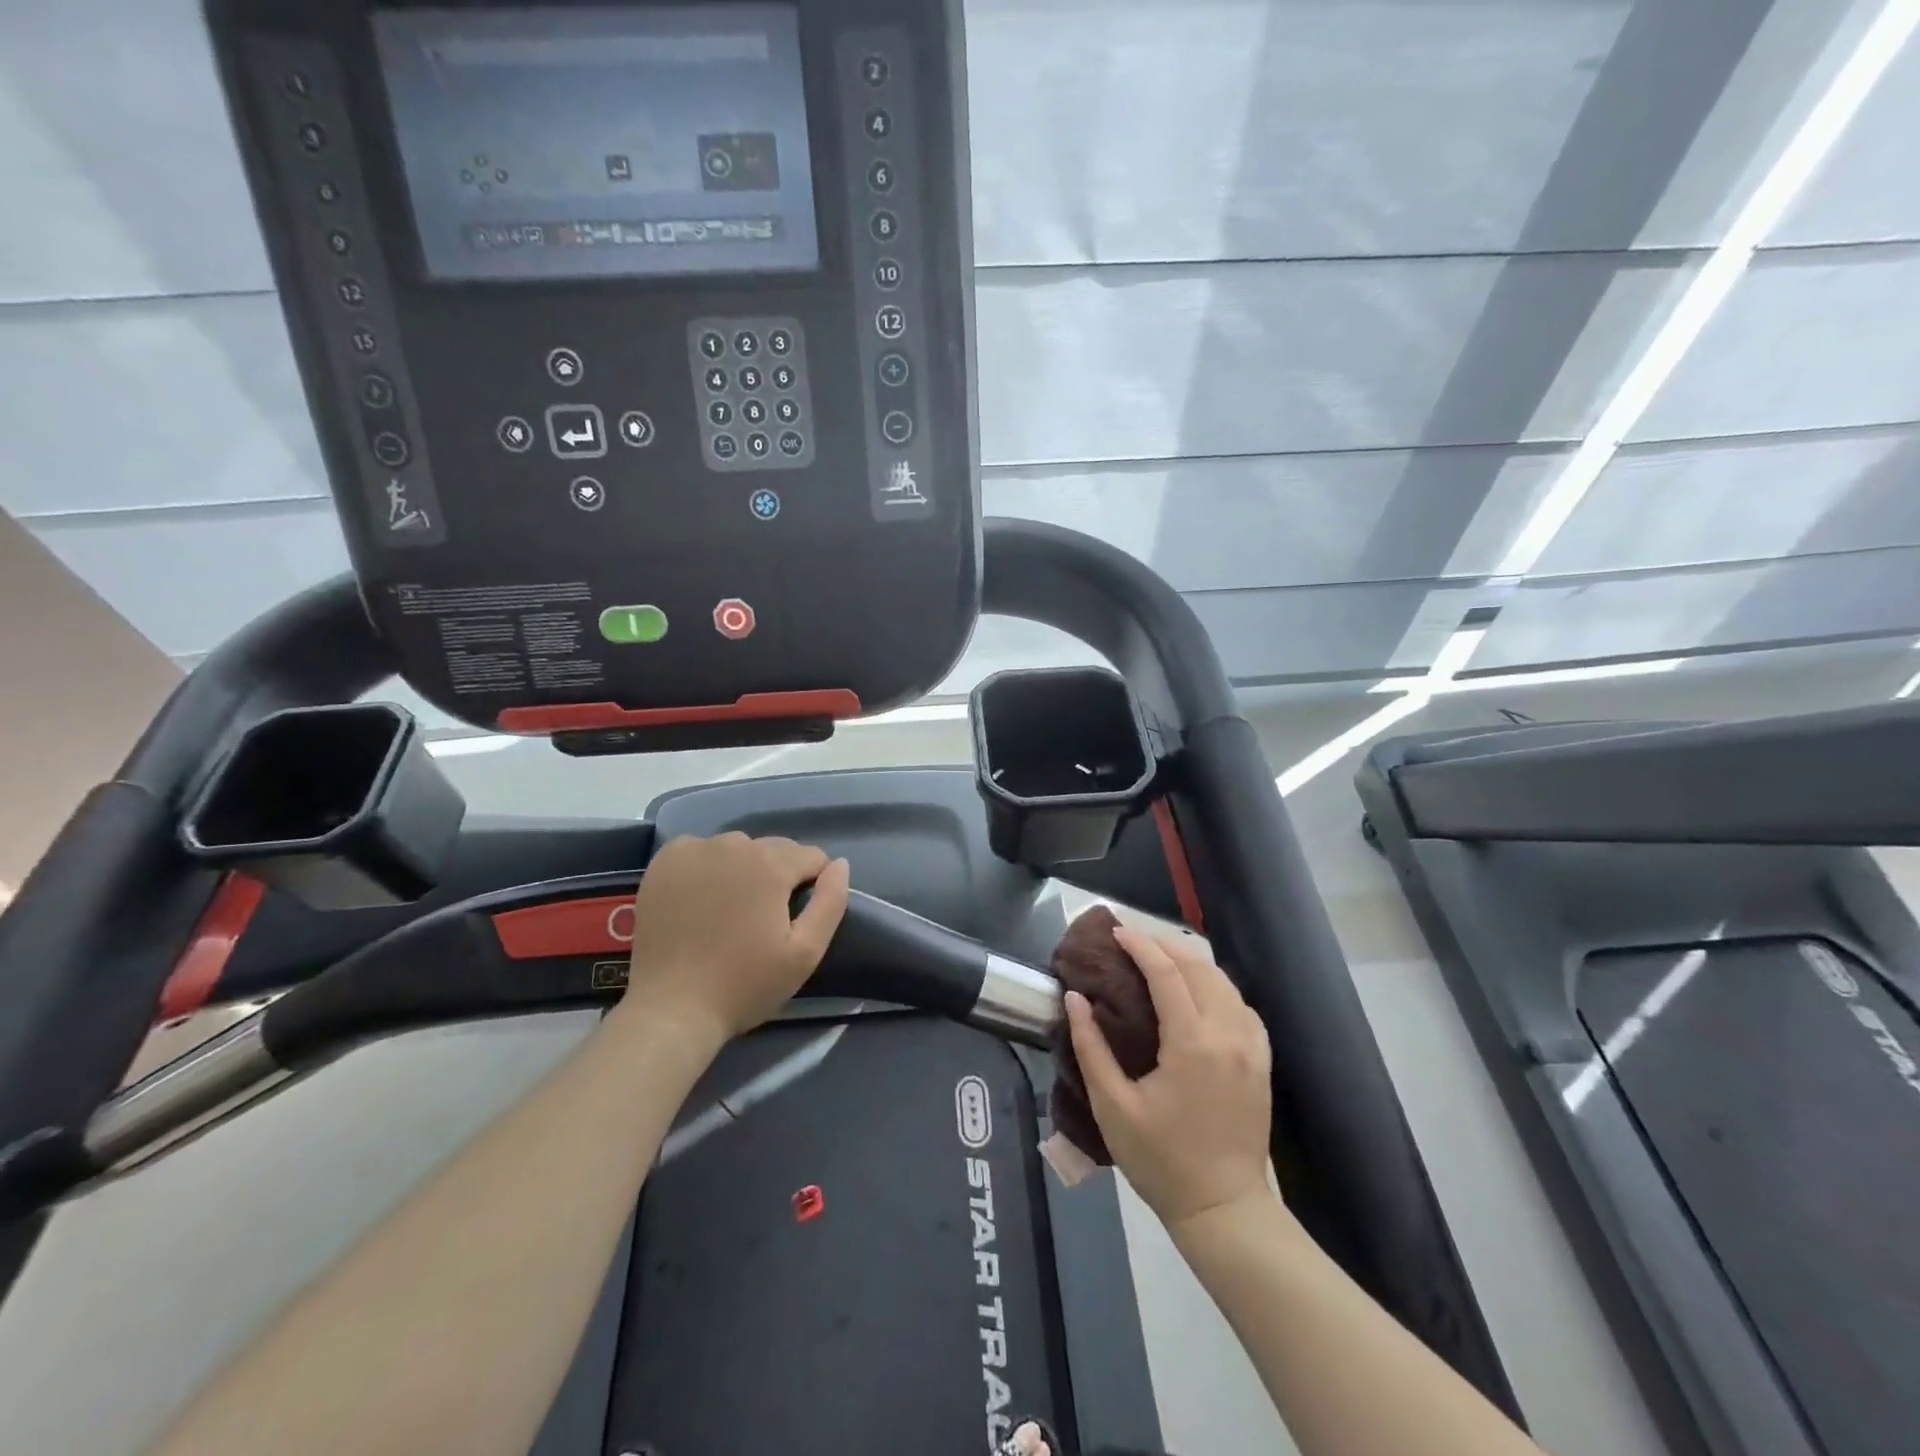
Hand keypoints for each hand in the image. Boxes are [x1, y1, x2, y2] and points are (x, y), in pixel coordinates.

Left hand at [612, 832, 850, 1047]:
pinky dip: (707, 865)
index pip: (811, 856)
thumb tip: (839, 865)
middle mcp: (734, 845)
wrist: (671, 1009)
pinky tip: (701, 896)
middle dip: (779, 875)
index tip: (798, 916)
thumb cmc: (745, 985)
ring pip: (738, 848)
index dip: (814, 884)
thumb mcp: (805, 953)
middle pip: (775, 848)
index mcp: (771, 864)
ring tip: (733, 909)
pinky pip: (700, 850)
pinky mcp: (665, 861)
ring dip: (744, 868)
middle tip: (765, 918)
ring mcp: (695, 849)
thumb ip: (831, 903)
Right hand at [1066, 923, 1273, 1232]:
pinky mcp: (1262, 1061)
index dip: (1140, 946)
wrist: (1223, 1209)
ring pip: (1223, 982)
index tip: (1116, 932)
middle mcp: (1228, 1034)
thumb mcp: (1113, 1107)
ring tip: (1158, 958)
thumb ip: (1090, 1047)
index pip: (1166, 973)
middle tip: (1131, 940)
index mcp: (1192, 1043)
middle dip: (1164, 945)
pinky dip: (1216, 986)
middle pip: (1199, 967)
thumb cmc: (1161, 1160)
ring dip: (1190, 962)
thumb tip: (1075, 999)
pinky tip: (1196, 992)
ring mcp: (1252, 1047)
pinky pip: (1241, 1005)